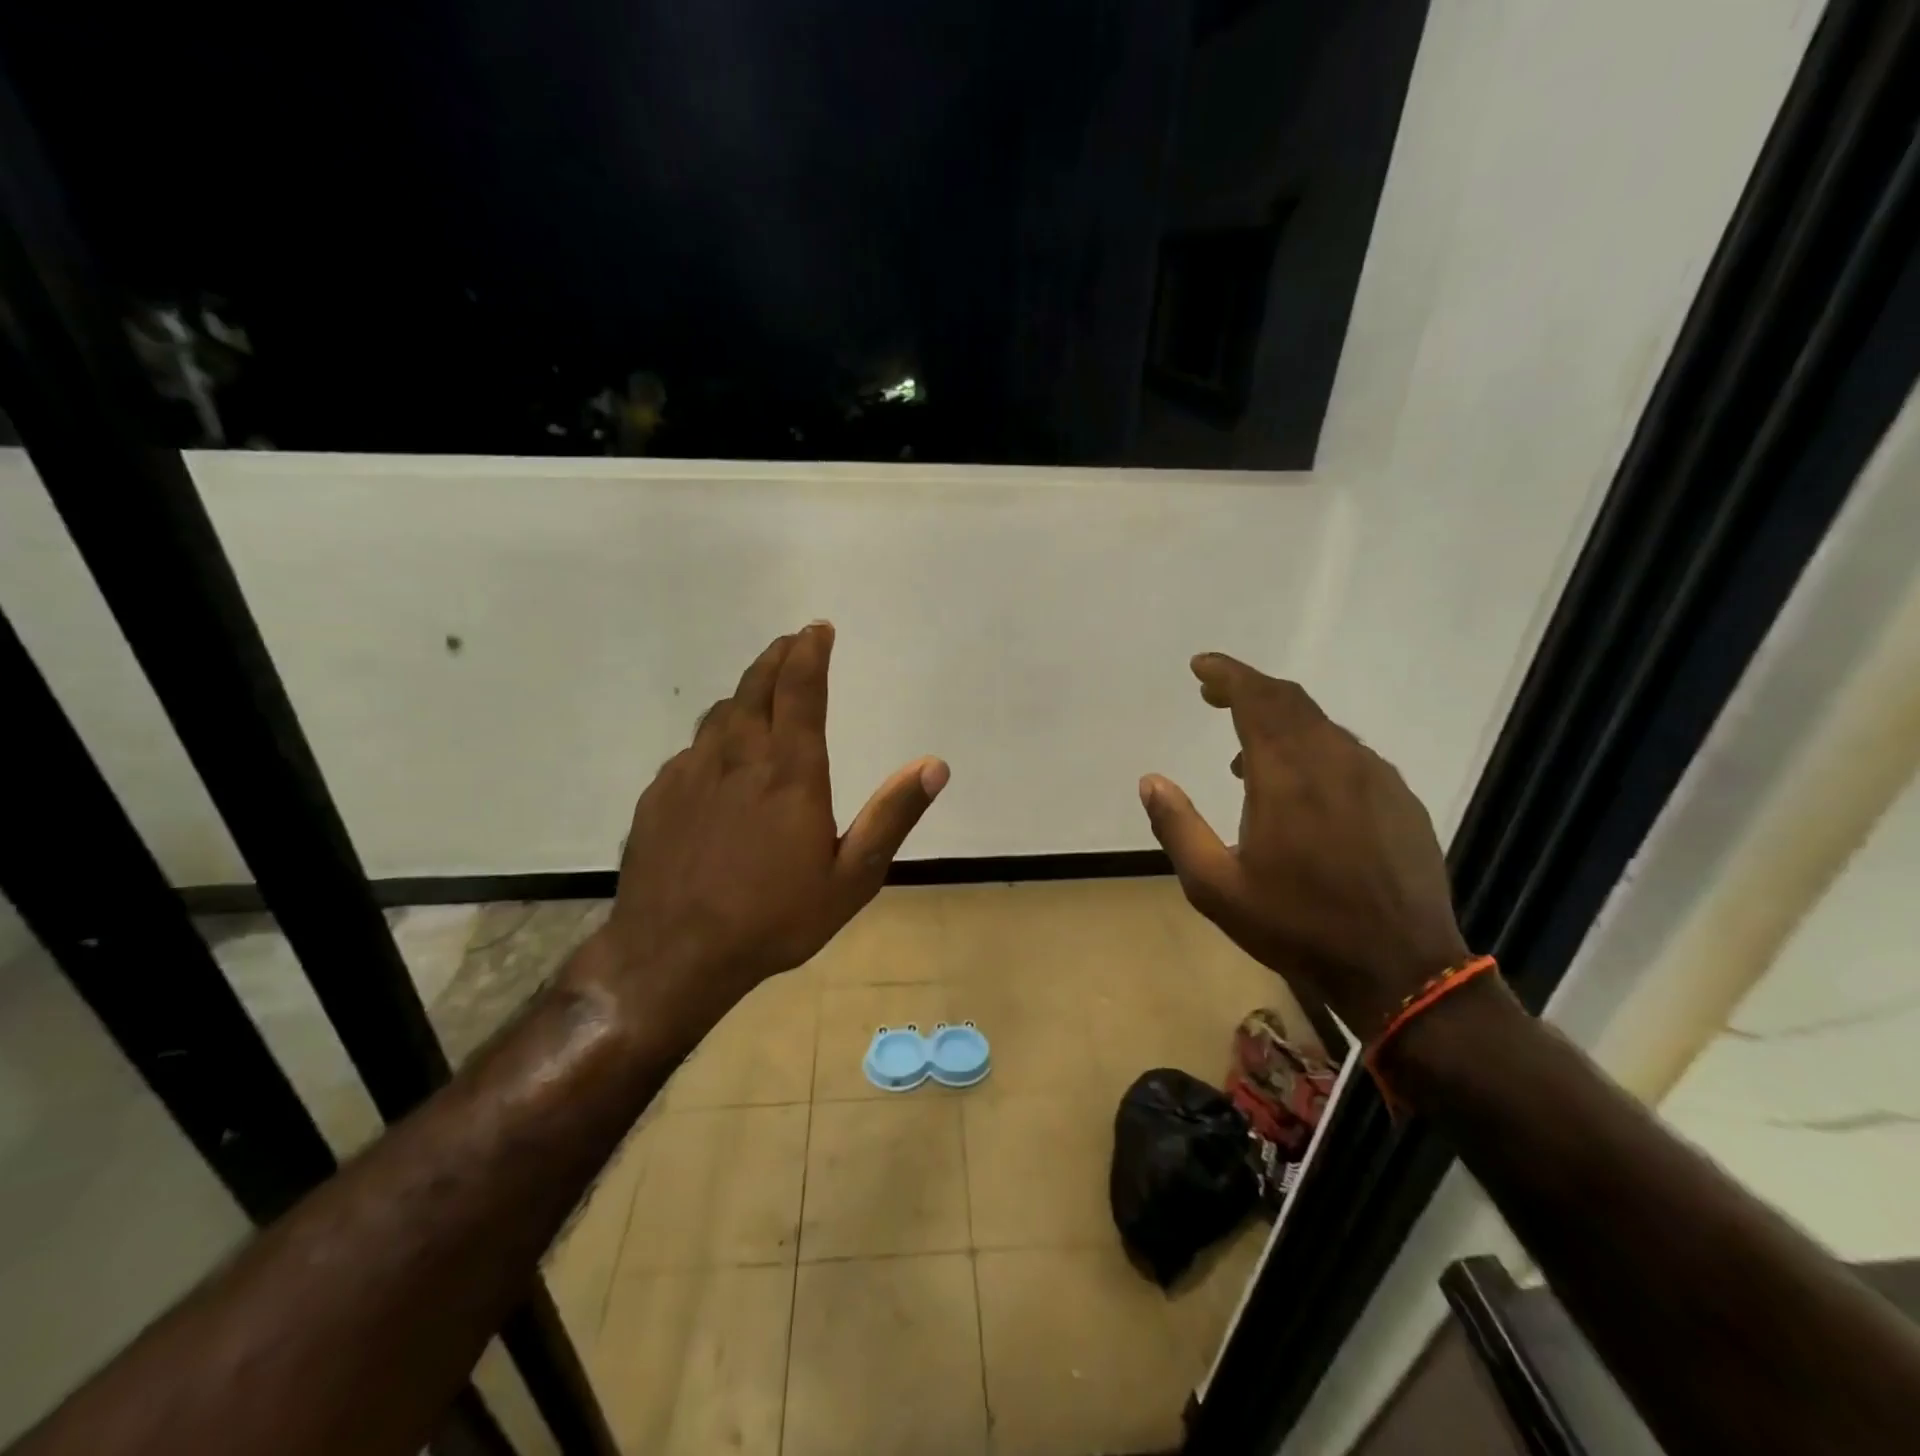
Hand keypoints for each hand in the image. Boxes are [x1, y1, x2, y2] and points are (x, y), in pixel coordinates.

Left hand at [573, 622, 948, 1037]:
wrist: (674, 955)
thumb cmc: (774, 919)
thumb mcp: (851, 877)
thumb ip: (892, 816)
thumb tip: (935, 764)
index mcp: (789, 772)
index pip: (801, 690)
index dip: (811, 652)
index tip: (818, 629)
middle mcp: (738, 757)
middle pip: (756, 687)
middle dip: (777, 657)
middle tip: (791, 641)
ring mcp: (691, 774)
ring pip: (721, 714)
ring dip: (746, 693)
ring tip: (761, 692)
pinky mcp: (660, 795)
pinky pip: (693, 750)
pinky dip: (716, 736)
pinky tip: (720, 758)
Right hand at [1139, 653, 1468, 1038]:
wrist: (1400, 968)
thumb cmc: (1297, 925)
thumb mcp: (1215, 886)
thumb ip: (1177, 827)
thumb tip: (1150, 780)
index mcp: (1287, 773)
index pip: (1256, 698)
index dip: (1226, 674)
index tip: (1200, 666)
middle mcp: (1334, 759)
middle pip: (1290, 701)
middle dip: (1249, 689)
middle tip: (1214, 696)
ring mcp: (1375, 777)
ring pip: (1322, 726)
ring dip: (1280, 723)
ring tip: (1246, 754)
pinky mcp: (1401, 799)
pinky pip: (1349, 753)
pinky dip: (1314, 749)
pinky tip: (1302, 788)